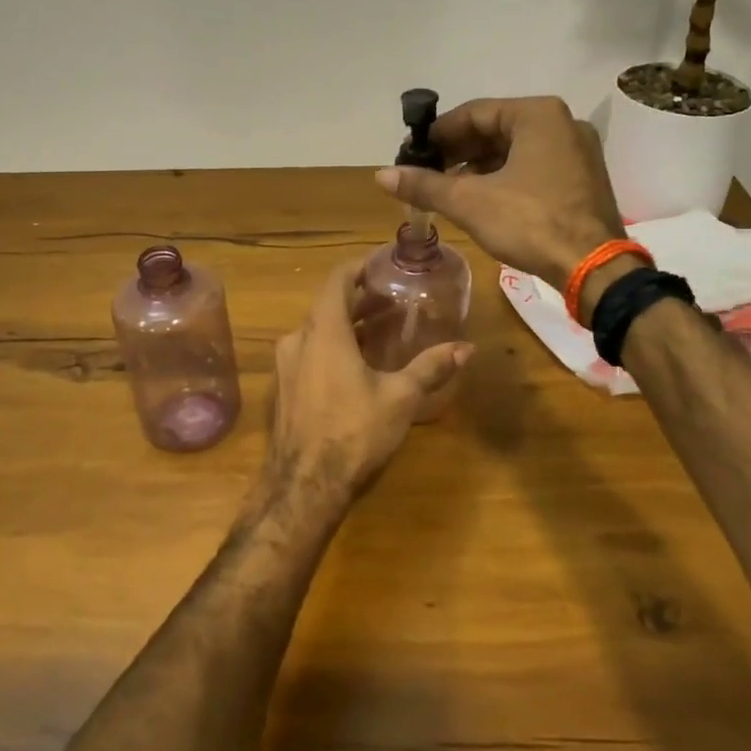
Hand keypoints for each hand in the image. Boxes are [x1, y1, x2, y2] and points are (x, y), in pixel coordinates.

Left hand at [253, 259, 471, 531]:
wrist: (304, 486)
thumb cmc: (353, 431)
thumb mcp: (399, 397)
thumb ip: (430, 367)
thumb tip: (467, 348)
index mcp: (324, 331)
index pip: (336, 280)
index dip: (358, 268)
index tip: (381, 264)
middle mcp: (298, 340)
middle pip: (327, 306)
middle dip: (359, 299)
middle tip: (391, 299)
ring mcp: (286, 366)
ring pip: (317, 332)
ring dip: (347, 325)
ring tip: (380, 330)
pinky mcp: (284, 389)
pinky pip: (309, 353)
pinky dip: (333, 347)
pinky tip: (356, 365)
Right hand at [374, 96, 626, 286]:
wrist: (593, 268)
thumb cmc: (530, 223)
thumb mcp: (470, 202)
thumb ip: (425, 185)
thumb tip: (381, 175)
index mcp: (537, 114)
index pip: (474, 113)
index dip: (438, 134)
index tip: (413, 153)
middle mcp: (562, 123)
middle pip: (496, 130)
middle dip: (458, 151)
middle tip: (427, 173)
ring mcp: (577, 150)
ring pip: (515, 150)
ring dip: (479, 167)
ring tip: (448, 189)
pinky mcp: (583, 178)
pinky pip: (534, 166)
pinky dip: (505, 177)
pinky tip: (482, 199)